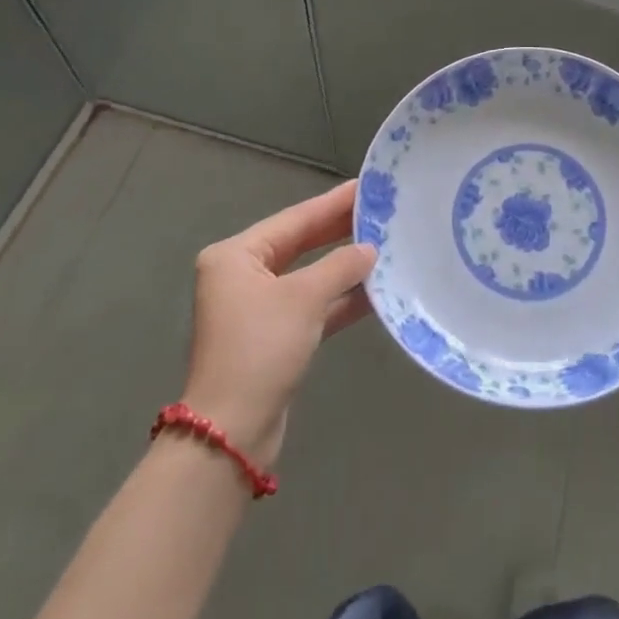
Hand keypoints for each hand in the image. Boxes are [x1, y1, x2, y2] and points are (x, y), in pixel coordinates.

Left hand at [180, 179, 375, 469]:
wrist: (232, 433)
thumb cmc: (260, 348)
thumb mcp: (304, 298)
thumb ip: (341, 266)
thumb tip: (370, 249)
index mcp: (236, 256)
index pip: (295, 219)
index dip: (333, 202)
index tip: (367, 186)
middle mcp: (242, 276)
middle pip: (301, 243)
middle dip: (340, 231)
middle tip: (381, 211)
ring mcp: (257, 309)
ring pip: (309, 276)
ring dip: (344, 267)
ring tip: (386, 244)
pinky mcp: (273, 338)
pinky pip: (312, 306)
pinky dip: (340, 299)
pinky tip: (376, 290)